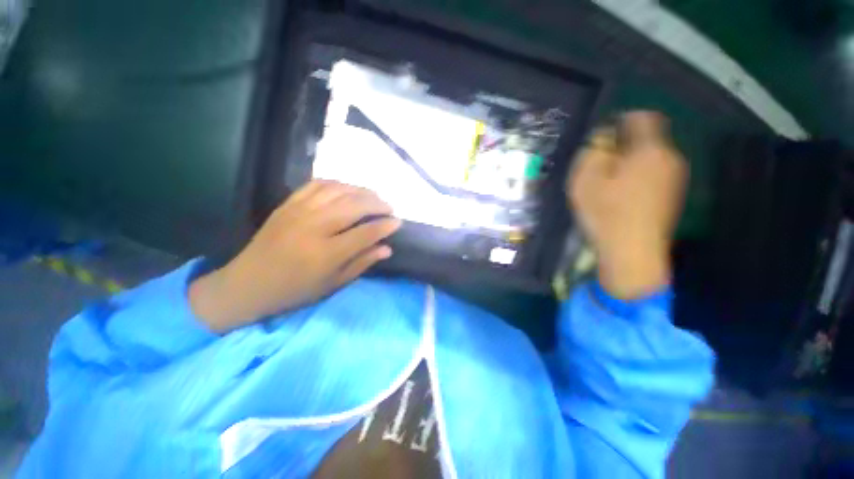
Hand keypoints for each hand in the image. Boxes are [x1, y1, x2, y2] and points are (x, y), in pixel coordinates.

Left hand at [189, 180, 401, 331]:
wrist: (248, 283)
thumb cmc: (294, 290)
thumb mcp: (333, 284)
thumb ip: (362, 263)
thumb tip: (387, 248)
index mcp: (326, 254)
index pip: (365, 233)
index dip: (385, 226)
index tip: (398, 222)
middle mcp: (314, 227)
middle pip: (354, 206)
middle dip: (377, 203)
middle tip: (389, 207)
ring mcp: (299, 211)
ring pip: (338, 191)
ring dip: (361, 190)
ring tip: (374, 196)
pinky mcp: (288, 204)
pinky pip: (317, 185)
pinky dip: (338, 183)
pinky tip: (348, 189)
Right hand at [568, 112, 687, 299]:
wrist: (632, 251)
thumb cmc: (605, 212)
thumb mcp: (587, 179)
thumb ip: (595, 150)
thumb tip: (604, 136)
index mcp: (650, 150)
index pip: (643, 118)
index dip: (623, 120)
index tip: (605, 135)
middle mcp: (669, 159)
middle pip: (648, 140)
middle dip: (624, 145)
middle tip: (600, 164)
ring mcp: (674, 179)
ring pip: (650, 159)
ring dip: (630, 163)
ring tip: (608, 183)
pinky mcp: (672, 196)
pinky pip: (654, 175)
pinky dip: (638, 177)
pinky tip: (622, 196)